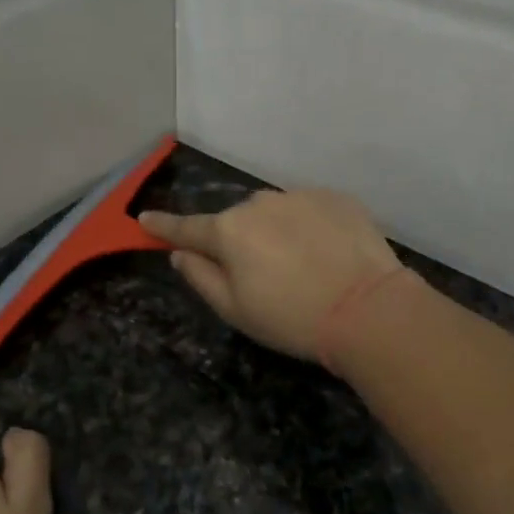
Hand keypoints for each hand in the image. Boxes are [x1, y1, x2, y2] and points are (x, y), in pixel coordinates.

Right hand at [140, 189, 402, 360]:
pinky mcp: (336, 198)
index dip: (164, 225)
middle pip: (236, 220)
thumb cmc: (292, 318)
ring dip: (276, 231)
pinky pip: (309, 209)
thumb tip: (180, 254)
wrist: (368, 309)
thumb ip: (201, 277)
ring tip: (300, 265)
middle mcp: (259, 203)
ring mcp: (300, 196)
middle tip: (259, 275)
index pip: (186, 227)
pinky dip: (309, 226)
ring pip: (274, 211)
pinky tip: (326, 254)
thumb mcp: (235, 310)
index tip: (144, 218)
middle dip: (238, 240)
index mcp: (229, 231)